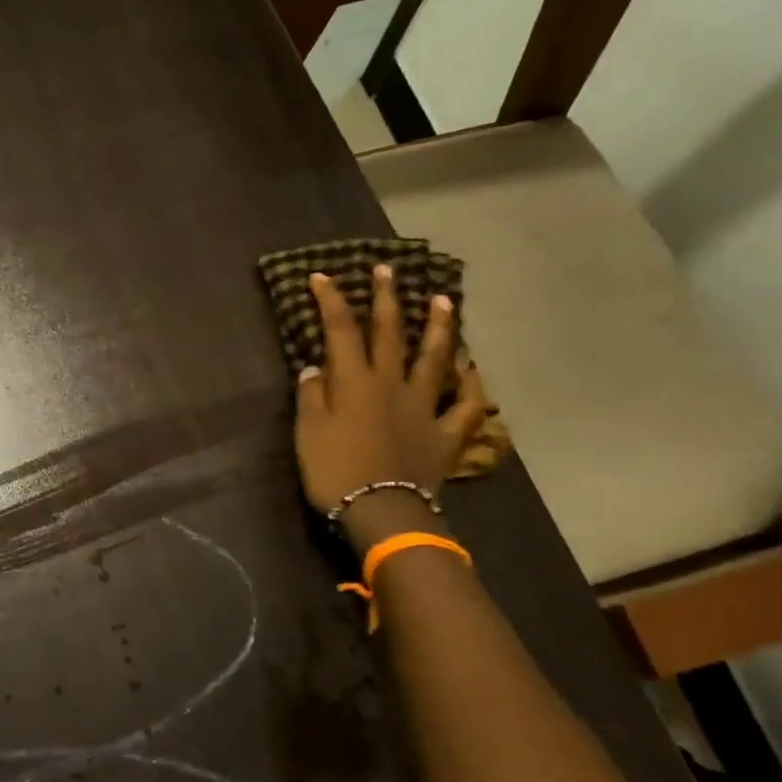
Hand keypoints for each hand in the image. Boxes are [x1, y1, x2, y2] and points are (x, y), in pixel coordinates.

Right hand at [294, 266, 488, 545]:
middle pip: (390, 333)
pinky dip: (472, 386)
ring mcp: (424, 406)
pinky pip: (467, 406)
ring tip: (444, 300)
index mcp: (355, 382)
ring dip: (439, 327)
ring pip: (435, 358)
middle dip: (387, 298)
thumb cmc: (335, 471)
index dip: (331, 301)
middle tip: (388, 270)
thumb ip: (311, 397)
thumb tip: (315, 368)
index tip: (323, 276)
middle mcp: (392, 384)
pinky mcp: (445, 433)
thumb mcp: (308, 433)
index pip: (341, 331)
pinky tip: (472, 370)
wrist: (381, 512)